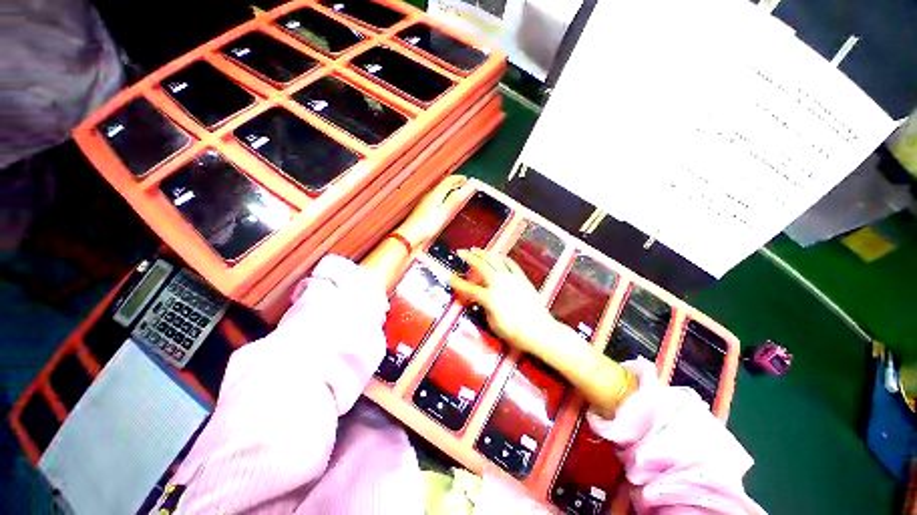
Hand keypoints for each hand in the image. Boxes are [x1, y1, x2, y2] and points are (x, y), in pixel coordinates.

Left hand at [397, 175, 468, 247]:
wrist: (410, 237)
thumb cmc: (425, 227)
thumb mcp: (445, 212)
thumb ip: (457, 199)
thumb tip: (469, 186)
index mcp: (435, 194)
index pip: (449, 180)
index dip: (460, 179)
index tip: (469, 180)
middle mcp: (429, 196)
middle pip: (444, 184)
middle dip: (455, 183)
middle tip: (465, 185)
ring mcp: (425, 203)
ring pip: (440, 192)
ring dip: (450, 190)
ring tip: (457, 193)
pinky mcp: (424, 211)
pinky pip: (436, 199)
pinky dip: (444, 198)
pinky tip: (446, 205)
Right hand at [450, 248, 554, 352]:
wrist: (538, 330)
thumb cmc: (514, 331)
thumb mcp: (492, 323)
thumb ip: (484, 307)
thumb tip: (481, 298)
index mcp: (489, 298)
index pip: (469, 287)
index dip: (457, 282)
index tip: (450, 276)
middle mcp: (499, 284)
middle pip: (481, 266)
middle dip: (469, 257)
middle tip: (461, 251)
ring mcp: (511, 279)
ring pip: (495, 261)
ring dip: (484, 253)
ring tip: (476, 249)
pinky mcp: (521, 278)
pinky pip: (510, 263)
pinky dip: (501, 257)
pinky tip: (497, 256)